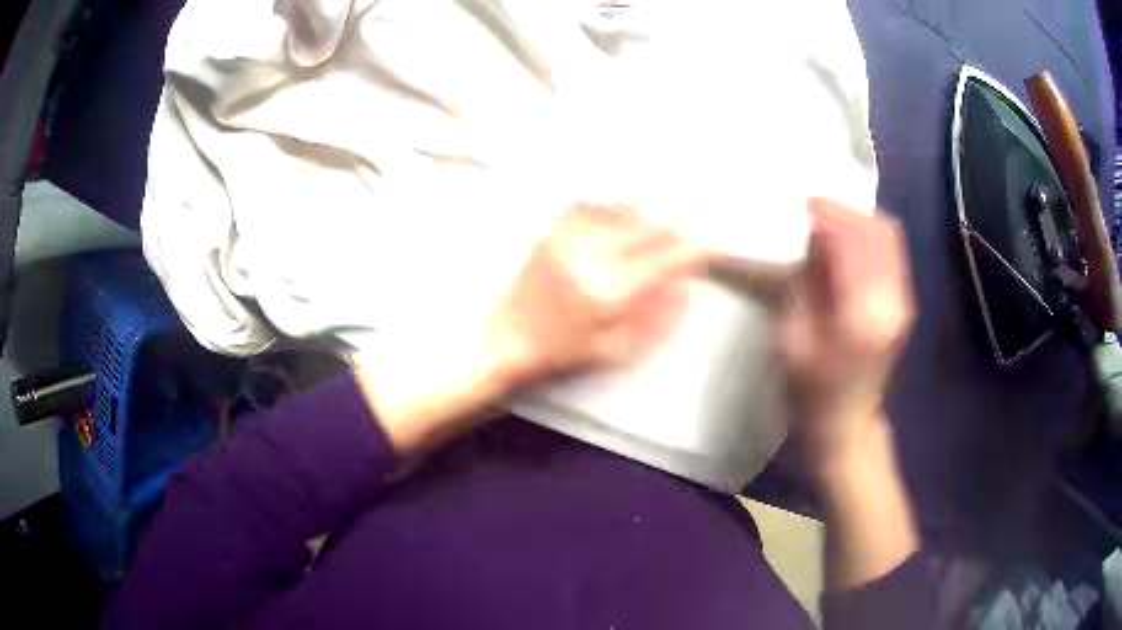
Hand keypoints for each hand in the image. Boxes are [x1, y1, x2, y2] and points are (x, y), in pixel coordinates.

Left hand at [358, 204, 708, 454]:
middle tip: (704, 188)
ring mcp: (570, 239)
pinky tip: (629, 189)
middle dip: (681, 203)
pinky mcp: (554, 231)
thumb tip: (685, 289)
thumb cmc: (562, 349)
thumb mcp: (616, 348)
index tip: (714, 234)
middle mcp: (593, 257)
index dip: (695, 245)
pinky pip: (591, 204)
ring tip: (674, 174)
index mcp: (612, 291)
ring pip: (621, 206)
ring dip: (650, 191)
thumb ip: (656, 319)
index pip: (666, 259)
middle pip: (648, 222)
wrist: (507, 336)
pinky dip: (615, 197)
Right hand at [781, 199, 914, 468]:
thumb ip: (802, 283)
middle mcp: (892, 301)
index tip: (800, 204)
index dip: (827, 215)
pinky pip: (891, 253)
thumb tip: (806, 239)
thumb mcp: (792, 339)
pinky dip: (869, 236)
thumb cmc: (810, 391)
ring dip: (858, 219)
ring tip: (827, 219)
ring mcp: (903, 301)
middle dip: (844, 210)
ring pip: (889, 237)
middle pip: (879, 230)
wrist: (846, 425)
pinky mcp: (903, 303)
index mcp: (862, 314)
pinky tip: (845, 240)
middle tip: (812, 206)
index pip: (852, 242)